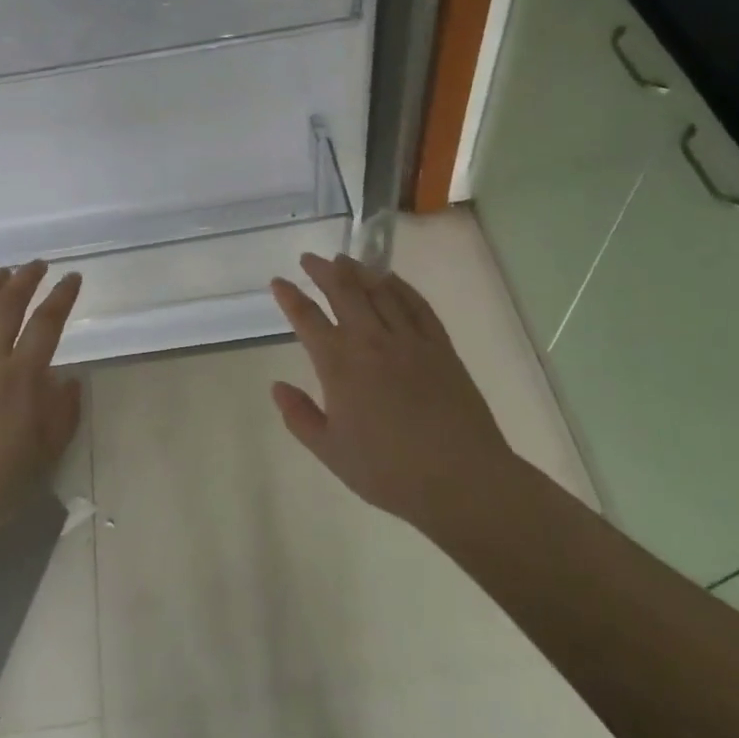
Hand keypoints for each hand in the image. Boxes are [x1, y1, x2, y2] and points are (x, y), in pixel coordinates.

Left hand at [0, 262, 82, 561]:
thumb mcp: (42, 458)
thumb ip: (61, 415)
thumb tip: (69, 379)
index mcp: (19, 378)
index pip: (46, 325)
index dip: (62, 297)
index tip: (72, 277)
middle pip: (6, 307)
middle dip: (25, 280)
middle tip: (37, 265)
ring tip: (0, 272)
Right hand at [270, 253, 516, 539]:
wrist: (461, 479)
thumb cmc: (388, 471)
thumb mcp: (330, 452)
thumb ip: (300, 417)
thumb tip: (277, 387)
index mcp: (339, 364)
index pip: (307, 318)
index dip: (289, 297)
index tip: (278, 281)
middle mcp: (370, 340)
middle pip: (343, 291)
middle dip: (323, 270)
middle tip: (310, 258)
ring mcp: (408, 339)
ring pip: (379, 290)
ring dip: (358, 271)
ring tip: (344, 259)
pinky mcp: (439, 345)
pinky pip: (417, 304)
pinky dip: (400, 286)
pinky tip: (391, 279)